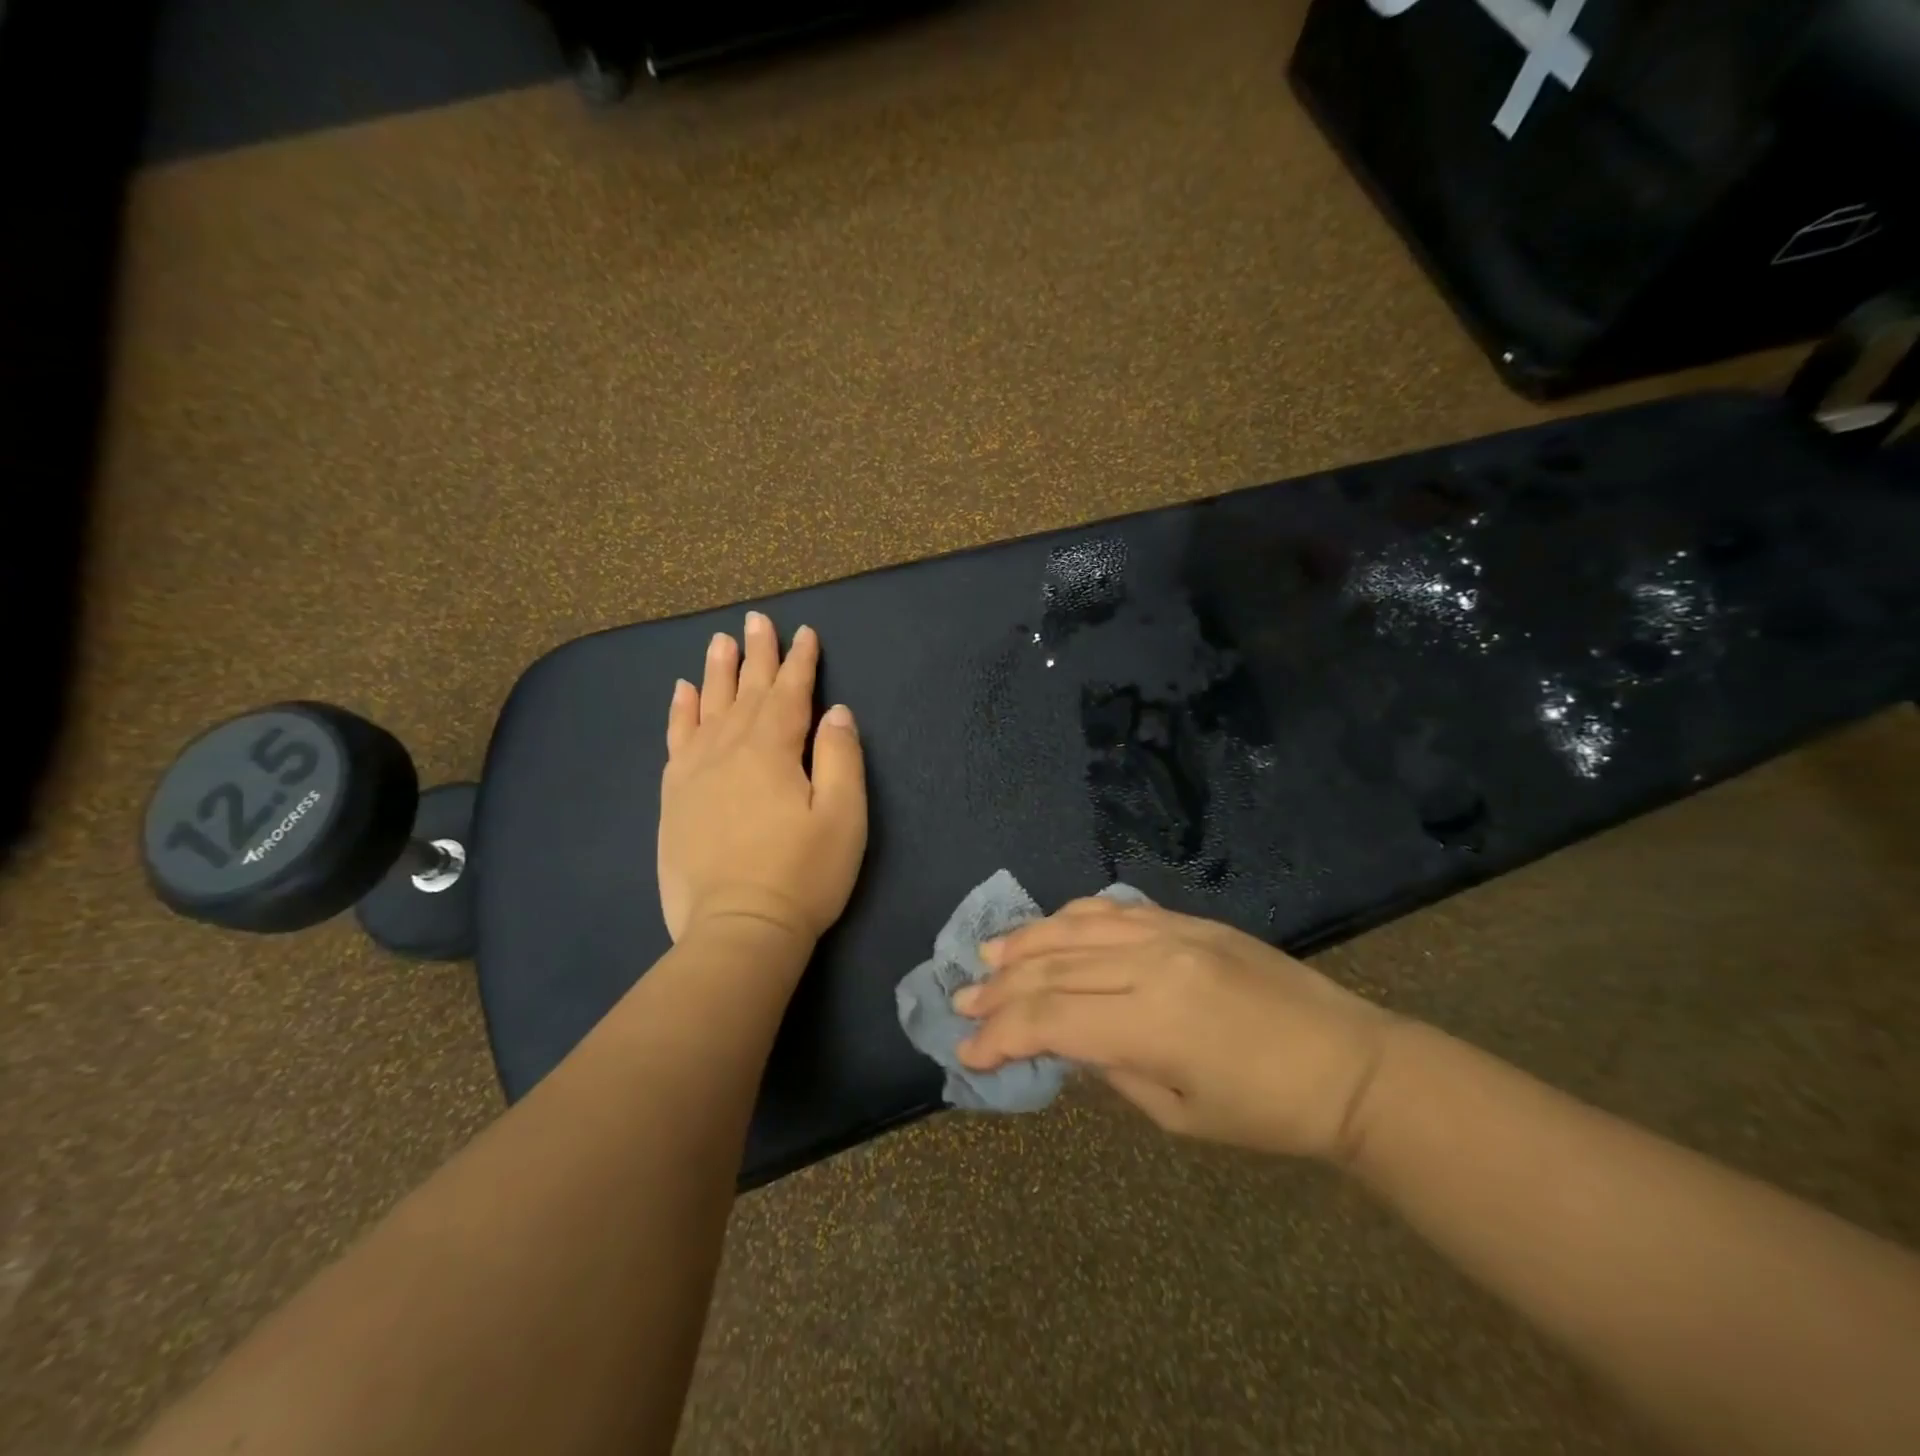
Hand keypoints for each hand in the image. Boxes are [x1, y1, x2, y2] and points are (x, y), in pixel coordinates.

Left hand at [657, 612, 867, 953]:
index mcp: (772, 750)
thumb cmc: (802, 875)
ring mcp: (694, 773)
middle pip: (744, 691)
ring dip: (716, 672)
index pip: (789, 693)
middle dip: (756, 654)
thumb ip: (841, 757)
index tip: (804, 632)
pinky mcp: (674, 799)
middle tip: (757, 620)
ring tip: (720, 641)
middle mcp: (728, 749)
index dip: (799, 661)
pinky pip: (675, 740)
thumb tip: (835, 713)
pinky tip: (680, 693)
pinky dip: (679, 712)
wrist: (737, 930)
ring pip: (707, 707)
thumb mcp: (843, 817)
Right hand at [953, 898, 1397, 1163]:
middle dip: (1001, 989)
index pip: (1052, 1020)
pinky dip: (1072, 918)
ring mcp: (1171, 933)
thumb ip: (1111, 1070)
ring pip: (1076, 928)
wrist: (1350, 1064)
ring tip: (987, 956)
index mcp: (1152, 1022)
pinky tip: (1048, 928)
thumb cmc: (1267, 1113)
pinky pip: (1115, 910)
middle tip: (962, 1001)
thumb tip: (1062, 1043)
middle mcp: (1153, 963)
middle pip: (1054, 969)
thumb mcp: (1178, 1116)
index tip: (969, 1052)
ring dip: (1025, 943)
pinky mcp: (1188, 920)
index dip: (1002, 1034)